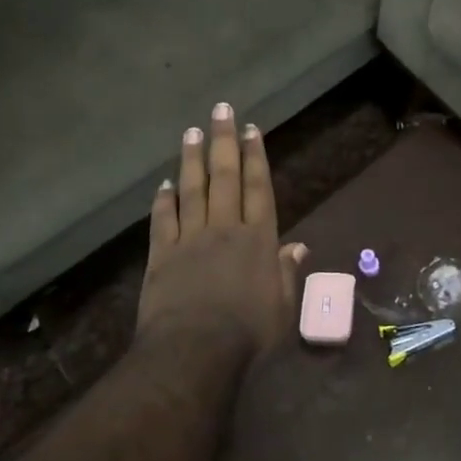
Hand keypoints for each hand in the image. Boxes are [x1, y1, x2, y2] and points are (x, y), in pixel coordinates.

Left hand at [138, 102, 306, 357]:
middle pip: (224, 177)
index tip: (251, 129)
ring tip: (192, 131)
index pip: (258, 188)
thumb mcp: (281, 307)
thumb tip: (298, 247)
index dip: (255, 156)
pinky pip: (162, 220)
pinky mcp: (161, 255)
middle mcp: (224, 228)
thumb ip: (287, 273)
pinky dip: (163, 201)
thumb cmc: (247, 334)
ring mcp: (190, 239)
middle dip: (224, 141)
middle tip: (221, 110)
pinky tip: (163, 184)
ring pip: (192, 189)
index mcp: (257, 239)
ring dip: (192, 159)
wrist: (194, 351)